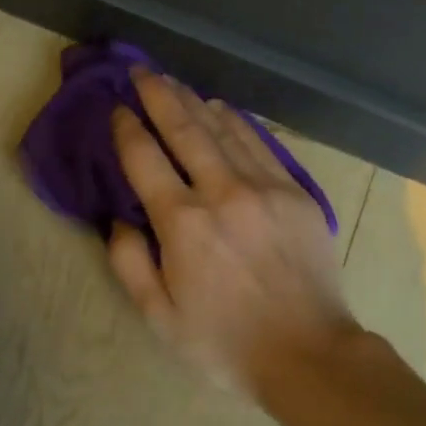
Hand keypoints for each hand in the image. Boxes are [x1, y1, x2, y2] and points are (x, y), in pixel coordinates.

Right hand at [108, 69, 360, 398]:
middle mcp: (222, 193)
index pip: (145, 159)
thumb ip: (130, 263)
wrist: (308, 354)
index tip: (117, 109)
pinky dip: (236, 121)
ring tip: (174, 82)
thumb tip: (119, 219)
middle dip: (158, 95)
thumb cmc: (225, 343)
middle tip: (141, 71)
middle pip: (184, 129)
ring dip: (194, 101)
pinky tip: (221, 109)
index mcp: (183, 224)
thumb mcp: (160, 318)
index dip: (127, 129)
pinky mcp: (296, 193)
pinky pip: (260, 144)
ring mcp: (265, 188)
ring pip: (223, 129)